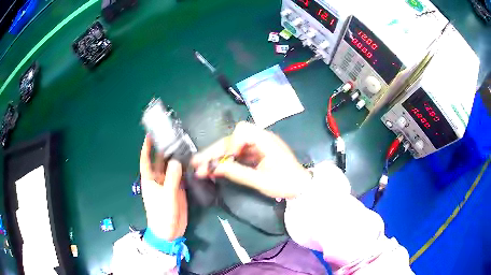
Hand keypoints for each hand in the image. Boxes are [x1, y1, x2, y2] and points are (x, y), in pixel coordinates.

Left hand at [140, 135, 186, 240]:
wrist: (169, 231)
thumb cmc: (162, 214)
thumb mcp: (166, 195)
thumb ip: (172, 178)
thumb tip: (176, 161)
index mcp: (149, 180)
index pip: (146, 160)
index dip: (146, 148)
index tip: (149, 135)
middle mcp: (158, 180)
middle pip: (159, 162)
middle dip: (163, 150)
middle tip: (173, 137)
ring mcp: (168, 185)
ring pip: (171, 168)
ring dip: (175, 159)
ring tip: (183, 146)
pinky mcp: (177, 190)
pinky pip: (180, 177)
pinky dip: (184, 169)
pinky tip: (190, 162)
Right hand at [192, 122, 310, 198]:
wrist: (301, 188)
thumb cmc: (285, 183)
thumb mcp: (260, 181)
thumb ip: (237, 173)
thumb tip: (213, 168)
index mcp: (265, 140)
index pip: (241, 132)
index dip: (230, 145)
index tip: (225, 161)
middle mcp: (260, 139)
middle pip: (232, 139)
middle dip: (214, 151)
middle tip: (197, 163)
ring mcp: (258, 146)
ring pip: (232, 147)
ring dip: (217, 156)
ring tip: (201, 167)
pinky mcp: (256, 154)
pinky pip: (237, 154)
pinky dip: (226, 161)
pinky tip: (216, 168)